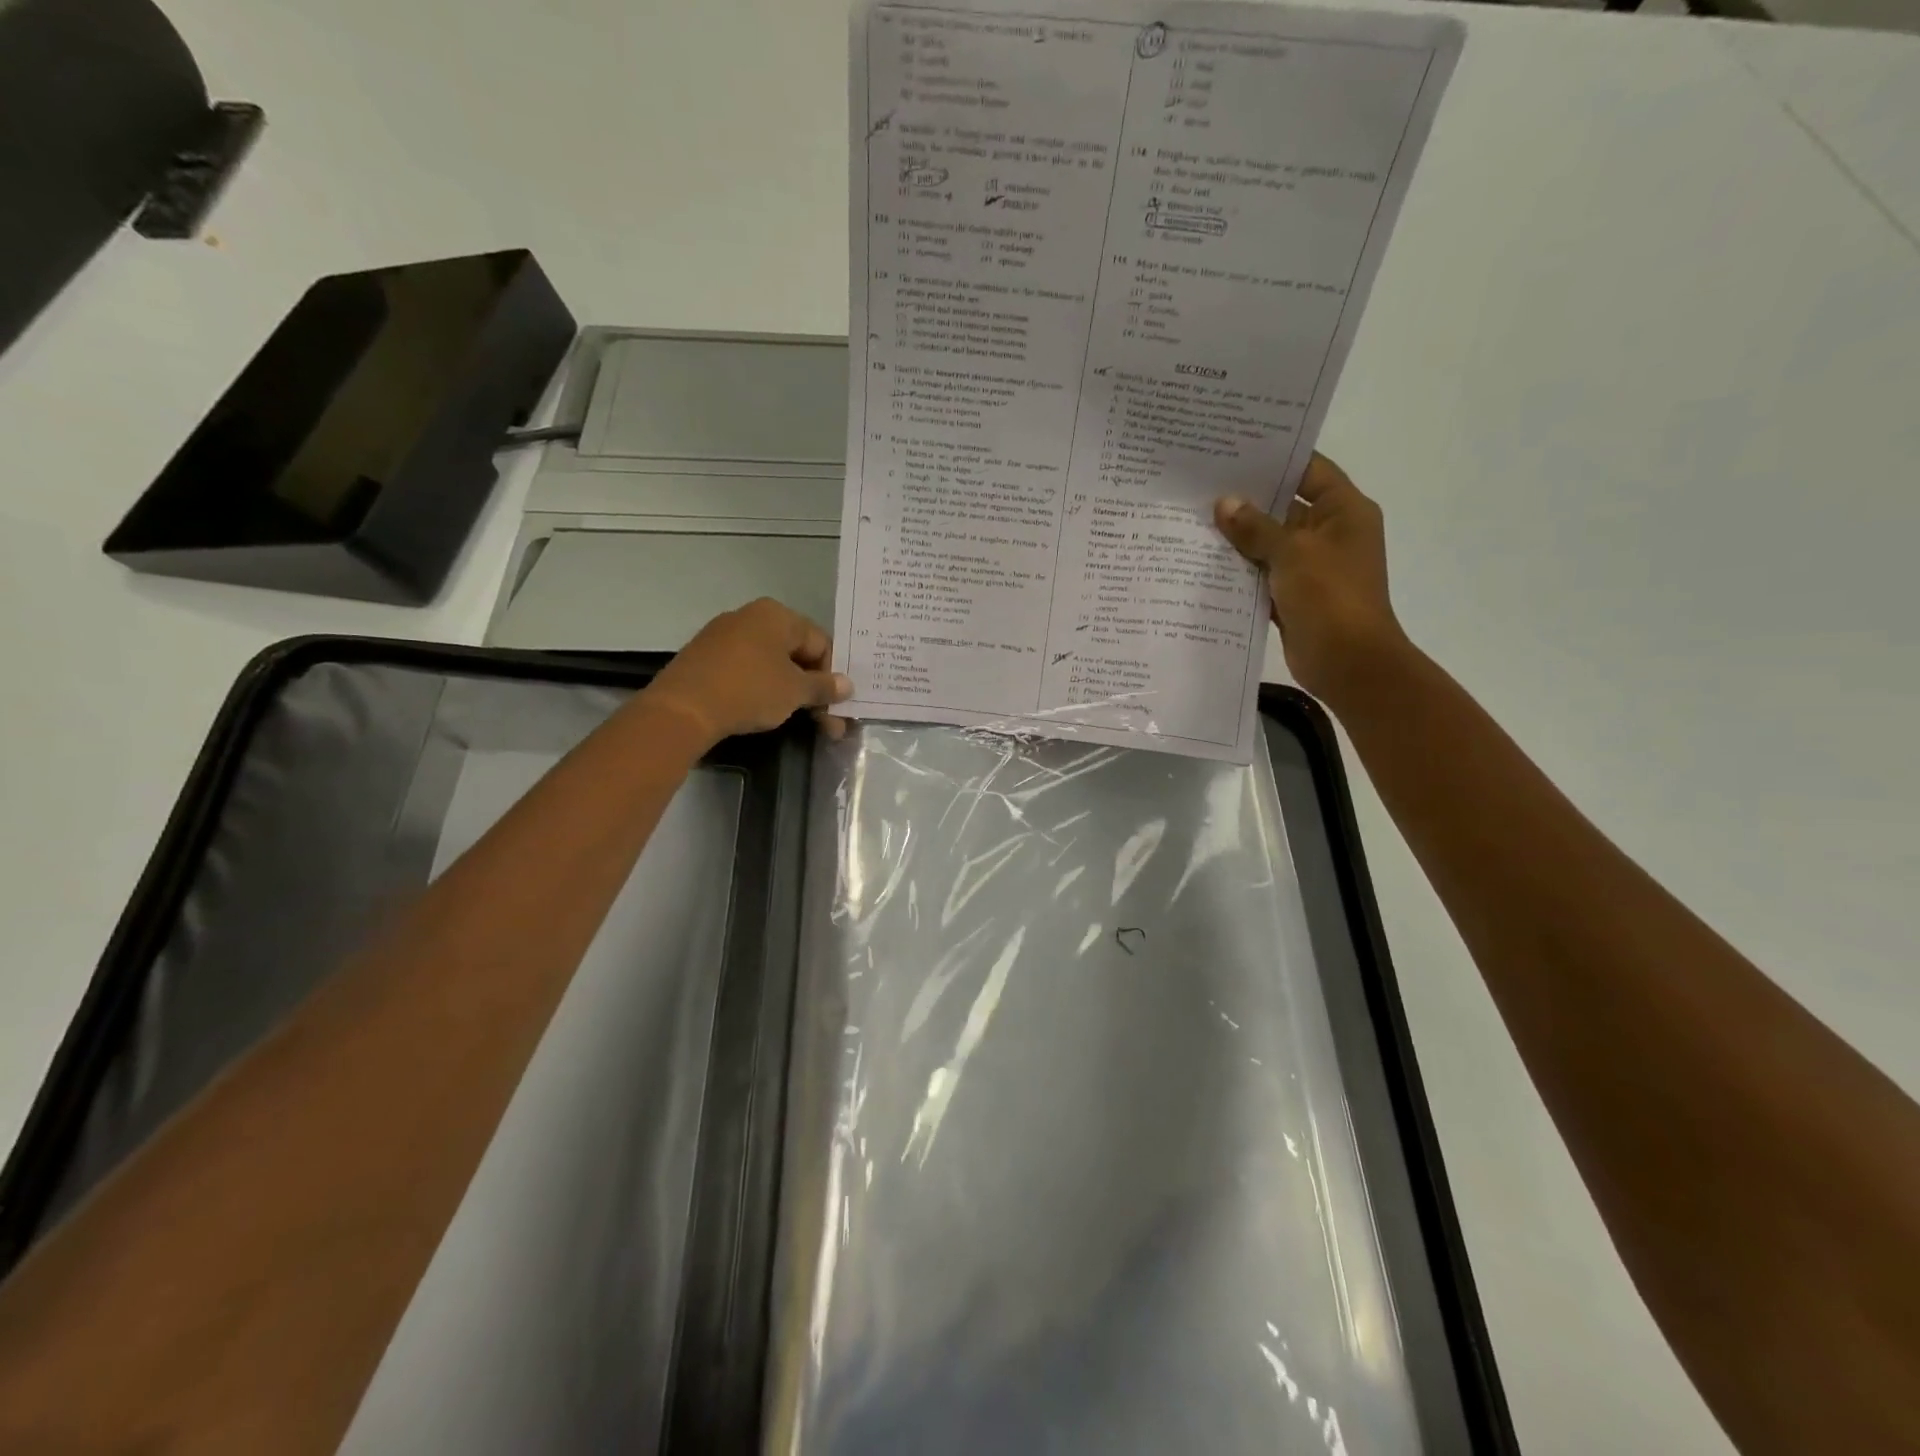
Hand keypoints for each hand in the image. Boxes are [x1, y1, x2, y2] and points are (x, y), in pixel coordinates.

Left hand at [642, 598, 852, 746]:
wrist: (682, 709)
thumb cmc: (749, 690)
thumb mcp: (795, 692)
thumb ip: (824, 686)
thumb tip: (847, 685)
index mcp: (777, 615)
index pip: (821, 642)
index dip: (833, 675)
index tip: (837, 705)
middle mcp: (751, 616)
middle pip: (796, 653)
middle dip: (814, 688)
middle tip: (827, 723)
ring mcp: (725, 636)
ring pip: (772, 664)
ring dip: (791, 692)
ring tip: (800, 721)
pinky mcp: (707, 658)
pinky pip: (747, 670)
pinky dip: (763, 689)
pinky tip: (766, 711)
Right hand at [1215, 453, 1409, 704]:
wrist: (1348, 662)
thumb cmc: (1330, 596)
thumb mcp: (1292, 553)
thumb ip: (1256, 528)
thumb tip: (1224, 503)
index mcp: (1344, 511)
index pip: (1309, 470)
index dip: (1276, 460)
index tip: (1235, 451)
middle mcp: (1330, 534)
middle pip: (1285, 507)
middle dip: (1247, 500)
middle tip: (1202, 486)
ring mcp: (1312, 567)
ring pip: (1270, 544)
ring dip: (1239, 538)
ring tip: (1194, 520)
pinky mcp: (1294, 596)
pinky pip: (1263, 575)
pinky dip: (1240, 571)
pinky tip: (1204, 563)